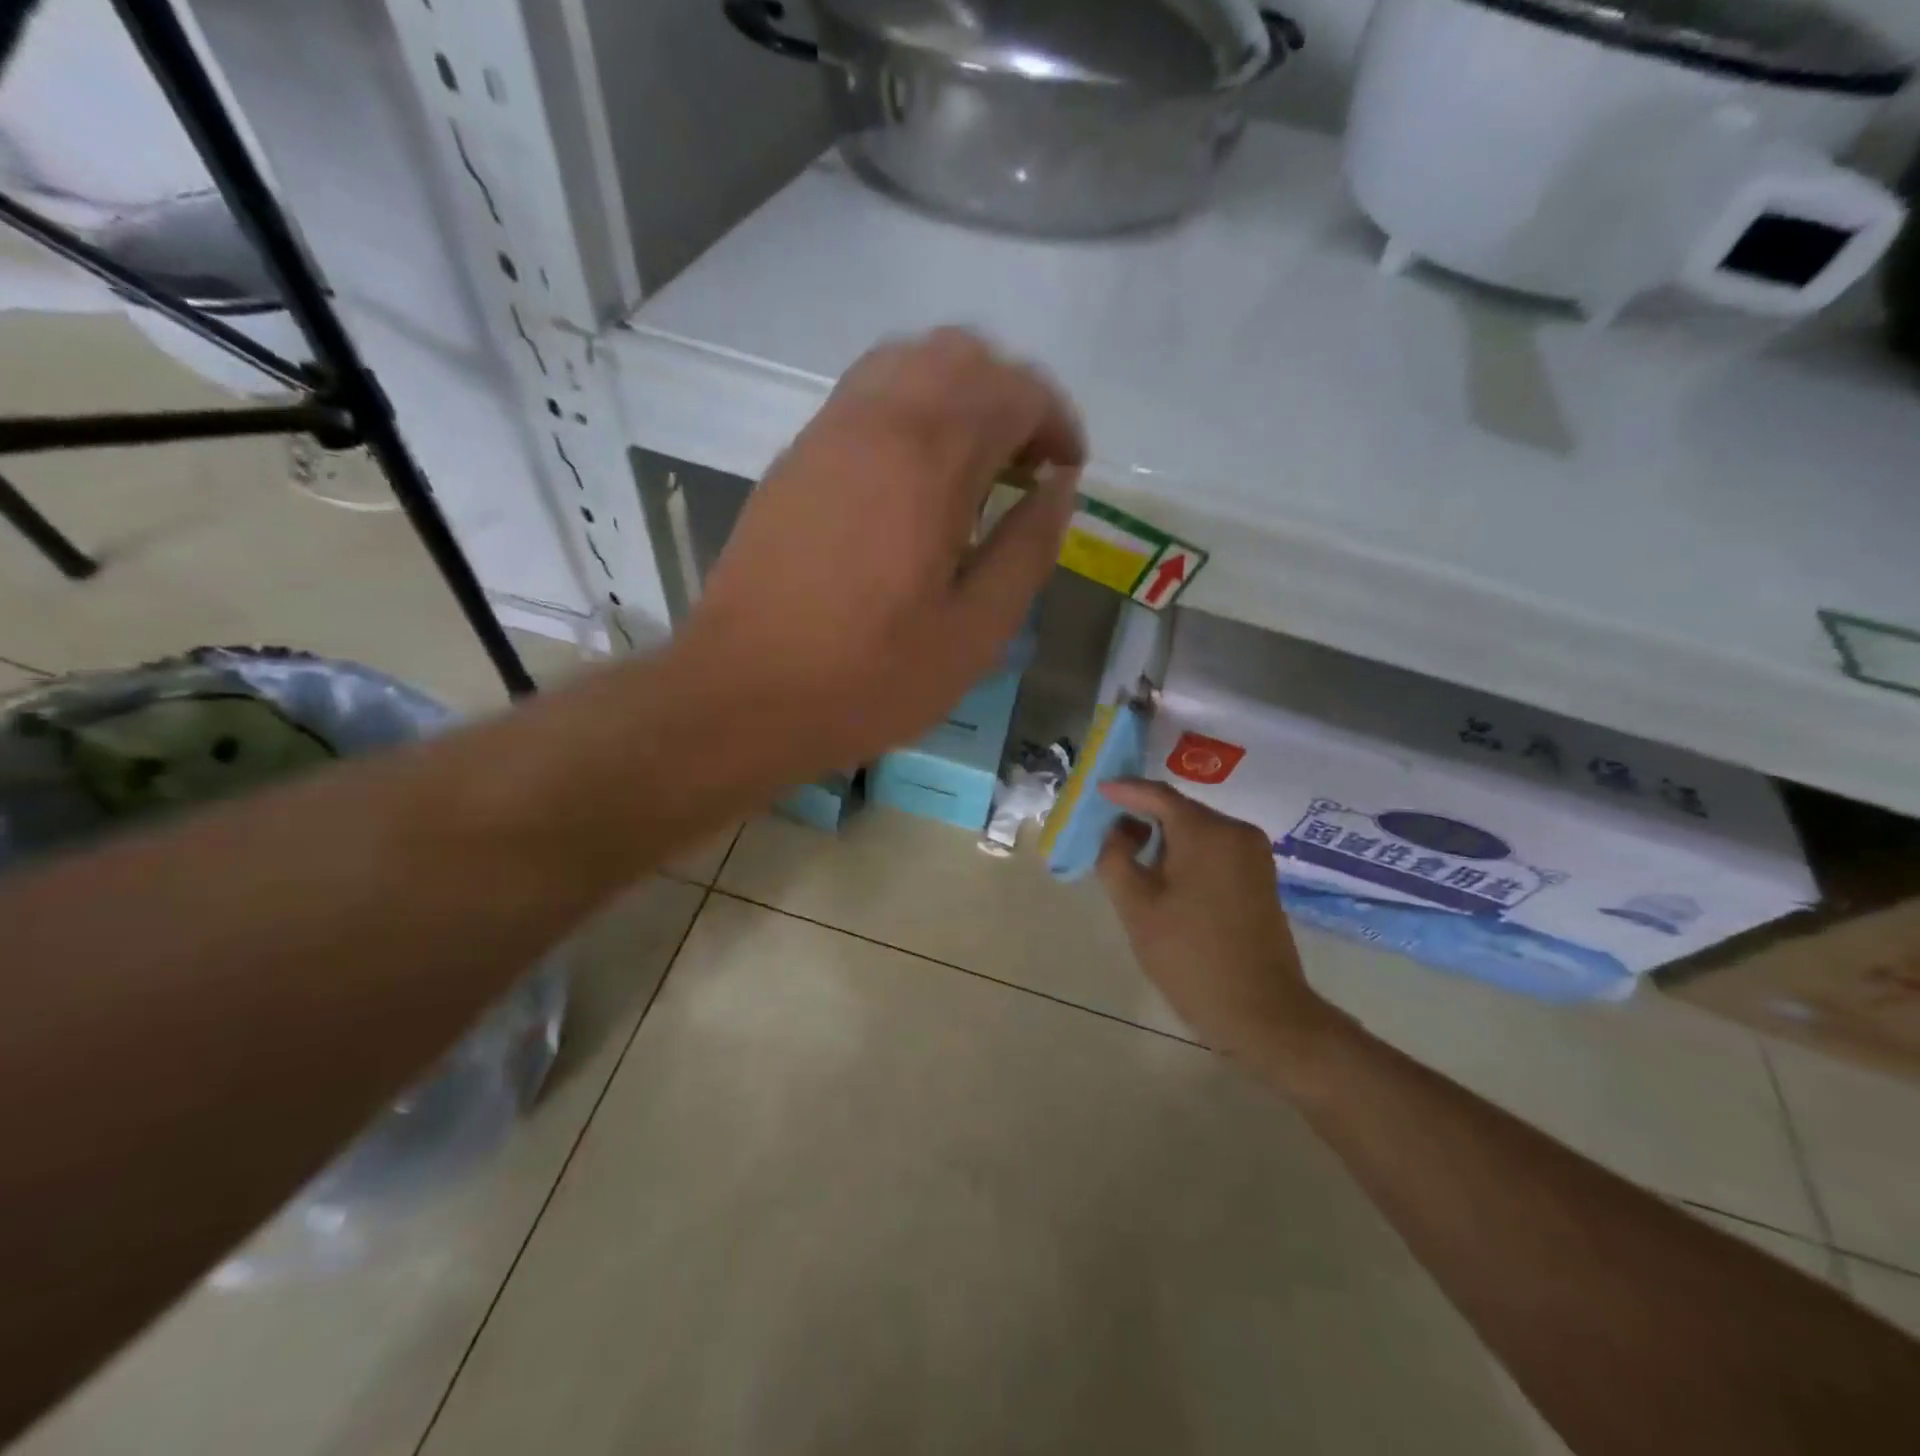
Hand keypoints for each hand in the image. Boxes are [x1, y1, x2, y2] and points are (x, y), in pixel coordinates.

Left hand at [681, 328, 1083, 770]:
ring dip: (958, 395)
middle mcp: (875, 422)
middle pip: (960, 355)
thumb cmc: (868, 677)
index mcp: (928, 461)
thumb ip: (1027, 550)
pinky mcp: (795, 459)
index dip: (1056, 421)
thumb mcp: (974, 633)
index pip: (1013, 390)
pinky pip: (866, 395)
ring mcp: (826, 434)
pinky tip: (915, 480)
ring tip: (974, 466)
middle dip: (1011, 396)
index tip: (1067, 472)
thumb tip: (1060, 489)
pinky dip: (910, 410)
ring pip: (907, 362)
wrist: (742, 694)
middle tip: (1027, 466)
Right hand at [1096, 779, 1348, 1075]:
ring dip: (1163, 837)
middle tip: (1106, 827)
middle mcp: (1236, 832)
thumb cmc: (1190, 957)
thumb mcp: (1137, 908)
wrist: (1261, 1012)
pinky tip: (1162, 872)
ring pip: (1197, 831)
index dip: (1124, 791)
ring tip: (1128, 852)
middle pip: (1180, 811)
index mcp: (1207, 832)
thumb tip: (1116, 831)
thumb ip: (1116, 858)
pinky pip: (1213, 850)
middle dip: (1142, 815)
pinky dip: (1185, 853)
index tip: (1096, 791)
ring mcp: (1253, 855)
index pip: (1158, 795)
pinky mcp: (1259, 878)